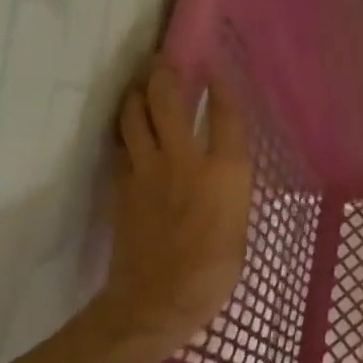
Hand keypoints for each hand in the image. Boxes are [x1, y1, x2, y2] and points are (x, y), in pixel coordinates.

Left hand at [82, 56, 251, 362]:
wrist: (157, 301)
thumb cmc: (215, 272)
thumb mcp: (240, 228)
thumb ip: (230, 193)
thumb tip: (222, 177)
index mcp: (225, 172)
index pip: (225, 114)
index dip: (222, 86)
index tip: (217, 66)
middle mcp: (185, 160)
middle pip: (168, 102)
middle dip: (166, 75)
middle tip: (164, 61)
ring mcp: (147, 171)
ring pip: (134, 118)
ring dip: (137, 97)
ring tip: (141, 87)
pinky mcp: (122, 188)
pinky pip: (122, 148)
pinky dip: (126, 133)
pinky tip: (129, 132)